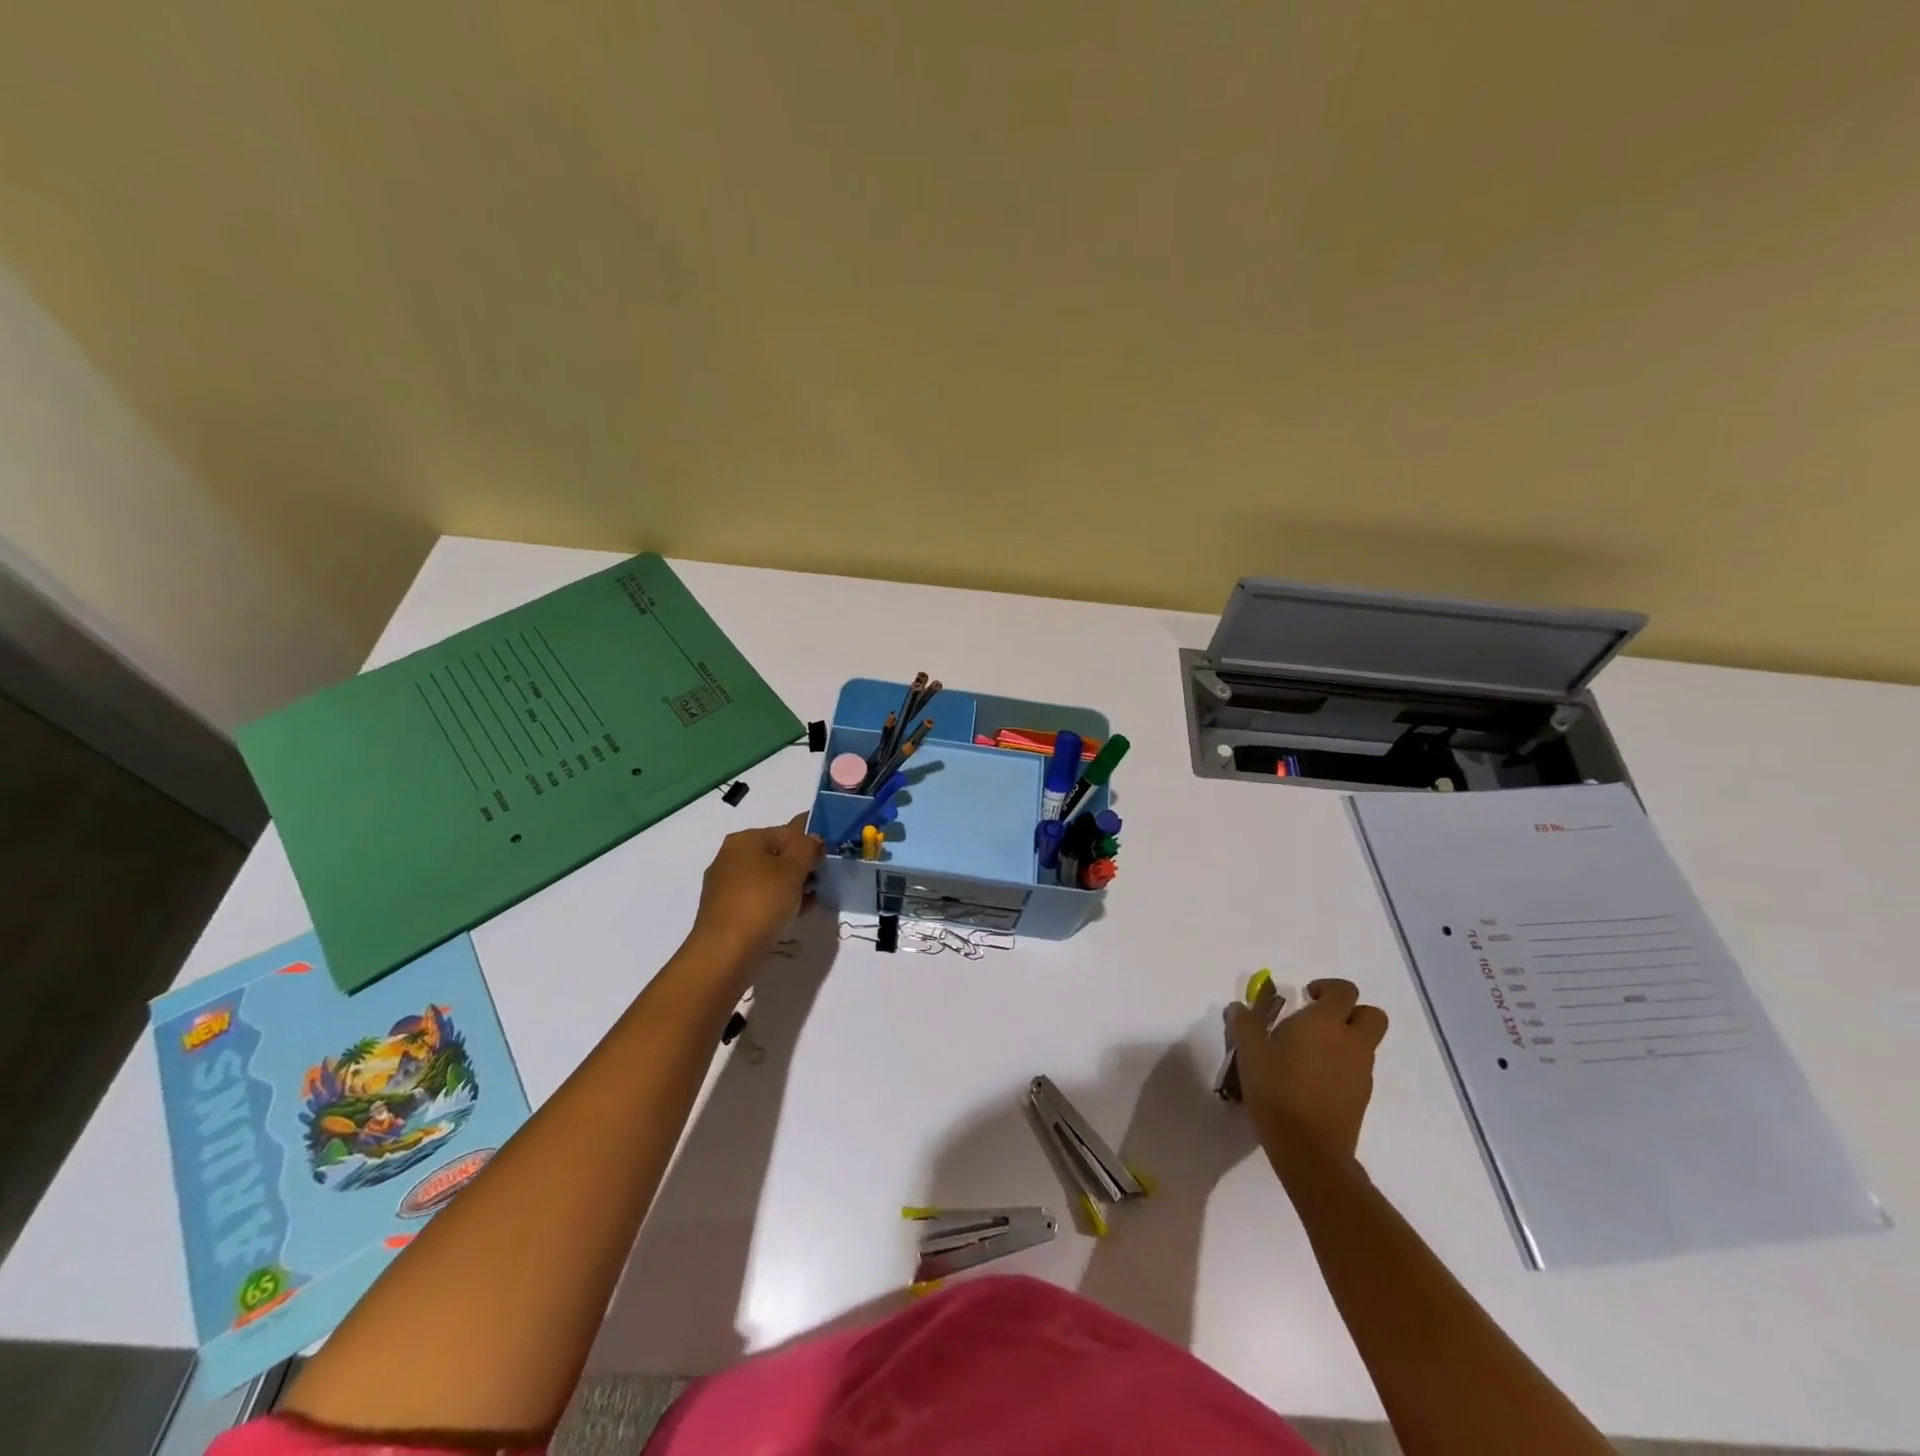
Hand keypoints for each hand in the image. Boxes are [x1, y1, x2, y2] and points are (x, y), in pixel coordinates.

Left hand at [689, 814, 823, 965]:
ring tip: (813, 898)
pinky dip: (779, 901)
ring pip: (770, 878)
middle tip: (824, 879)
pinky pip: (761, 898)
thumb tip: (813, 839)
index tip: (831, 855)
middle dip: (802, 865)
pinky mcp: (728, 911)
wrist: (726, 953)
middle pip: (777, 854)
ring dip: (793, 885)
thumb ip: (808, 847)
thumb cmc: (761, 902)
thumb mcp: (793, 869)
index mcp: (745, 840)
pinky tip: (797, 912)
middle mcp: (731, 857)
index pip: (788, 831)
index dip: (812, 840)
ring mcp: (727, 886)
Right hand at [1226, 978, 1387, 1170]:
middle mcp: (1351, 1042)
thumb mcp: (1250, 1052)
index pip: (1344, 991)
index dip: (1327, 988)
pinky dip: (1342, 1066)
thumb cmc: (1277, 1089)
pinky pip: (1358, 1069)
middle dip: (1351, 1011)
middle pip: (1372, 1015)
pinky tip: (1312, 1080)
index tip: (1305, 996)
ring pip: (1365, 1044)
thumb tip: (1239, 1007)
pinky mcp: (1362, 1098)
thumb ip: (1245, 1024)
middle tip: (1320, 1019)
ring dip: (1345, 1040)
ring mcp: (1361, 1072)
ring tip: (1308, 1054)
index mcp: (1326, 1023)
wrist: (1308, 1148)